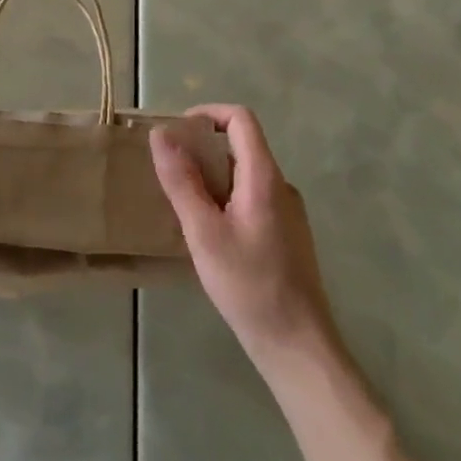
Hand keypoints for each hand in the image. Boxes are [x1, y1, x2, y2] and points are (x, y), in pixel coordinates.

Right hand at [151, 104, 340, 375]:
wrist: (298, 346)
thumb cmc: (249, 285)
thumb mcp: (204, 232)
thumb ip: (181, 181)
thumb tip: (161, 133)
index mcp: (264, 176)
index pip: (240, 119)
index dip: (207, 114)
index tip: (177, 133)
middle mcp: (281, 185)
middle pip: (242, 145)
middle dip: (202, 150)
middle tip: (171, 175)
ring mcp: (289, 212)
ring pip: (245, 175)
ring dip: (213, 178)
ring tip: (184, 207)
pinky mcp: (288, 235)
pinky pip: (253, 199)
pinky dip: (227, 200)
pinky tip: (210, 235)